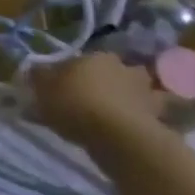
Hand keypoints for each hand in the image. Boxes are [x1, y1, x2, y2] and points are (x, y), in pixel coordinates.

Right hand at [31, 52, 168, 160]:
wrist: (118, 137)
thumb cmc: (75, 104)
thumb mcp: (42, 88)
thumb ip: (38, 77)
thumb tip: (34, 69)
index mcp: (96, 57)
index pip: (80, 60)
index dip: (70, 72)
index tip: (60, 86)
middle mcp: (124, 68)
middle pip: (113, 71)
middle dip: (106, 81)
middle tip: (90, 97)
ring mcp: (146, 92)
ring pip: (136, 91)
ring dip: (130, 98)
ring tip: (114, 114)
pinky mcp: (159, 117)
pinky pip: (146, 114)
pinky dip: (140, 119)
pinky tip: (127, 129)